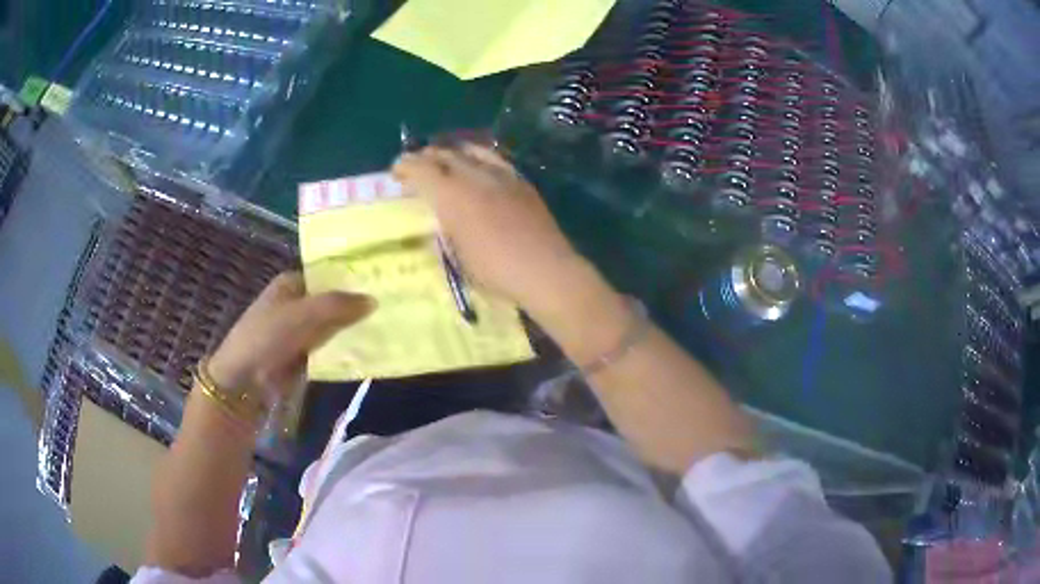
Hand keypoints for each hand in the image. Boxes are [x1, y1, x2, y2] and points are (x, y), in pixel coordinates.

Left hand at [207, 272, 375, 404]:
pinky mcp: (302, 355)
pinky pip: (329, 347)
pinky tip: (367, 349)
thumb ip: (338, 305)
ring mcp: (298, 330)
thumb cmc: (268, 337)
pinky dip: (343, 348)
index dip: (351, 278)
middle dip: (355, 305)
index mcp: (291, 283)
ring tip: (386, 327)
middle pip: (331, 300)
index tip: (380, 282)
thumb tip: (373, 299)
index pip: (327, 274)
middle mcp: (295, 303)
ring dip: (351, 328)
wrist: (244, 380)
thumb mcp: (303, 315)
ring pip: (332, 325)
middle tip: (390, 306)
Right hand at [392, 144, 582, 314]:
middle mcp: (475, 177)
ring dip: (453, 152)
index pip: (422, 169)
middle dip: (426, 156)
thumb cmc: (495, 271)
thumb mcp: (457, 254)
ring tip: (445, 158)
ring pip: (472, 151)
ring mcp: (502, 176)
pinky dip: (479, 158)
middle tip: (416, 163)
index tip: (396, 170)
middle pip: (445, 154)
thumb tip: (441, 215)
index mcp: (453, 196)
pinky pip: (495, 160)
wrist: (545, 270)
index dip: (405, 166)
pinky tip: (479, 166)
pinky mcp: (522, 182)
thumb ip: (446, 226)